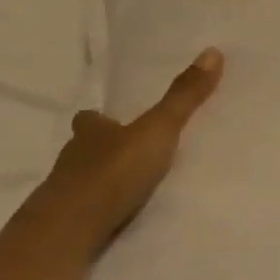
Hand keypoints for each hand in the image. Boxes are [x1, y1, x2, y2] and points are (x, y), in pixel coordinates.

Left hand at [32, 48, 225, 251]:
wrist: (72, 229)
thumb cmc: (112, 171)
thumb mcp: (158, 130)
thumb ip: (183, 98)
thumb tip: (212, 51)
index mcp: (90, 132)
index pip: (90, 119)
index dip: (101, 119)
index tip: (114, 120)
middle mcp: (73, 158)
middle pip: (86, 148)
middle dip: (104, 149)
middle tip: (131, 153)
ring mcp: (67, 193)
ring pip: (85, 180)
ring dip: (104, 181)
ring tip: (134, 188)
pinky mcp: (70, 224)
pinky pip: (88, 211)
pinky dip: (102, 210)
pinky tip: (122, 216)